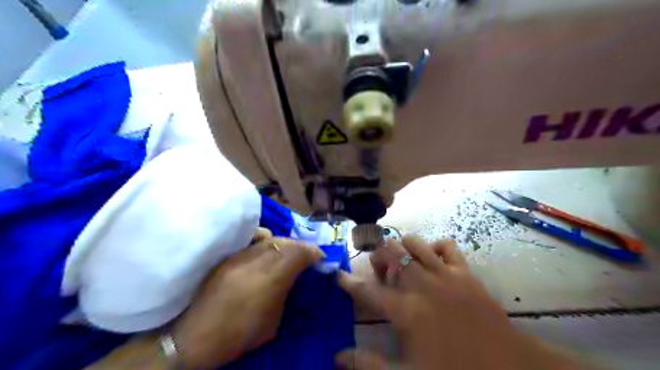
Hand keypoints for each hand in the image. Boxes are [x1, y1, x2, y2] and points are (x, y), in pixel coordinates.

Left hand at [170, 230, 324, 368]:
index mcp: (270, 281)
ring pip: (270, 239)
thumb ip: (286, 294)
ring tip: (290, 251)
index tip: (319, 257)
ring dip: (285, 243)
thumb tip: (296, 278)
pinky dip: (266, 240)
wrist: (194, 337)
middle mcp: (256, 263)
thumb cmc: (238, 335)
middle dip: (301, 246)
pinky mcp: (228, 257)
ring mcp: (239, 257)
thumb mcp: (272, 322)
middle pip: (286, 243)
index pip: (298, 254)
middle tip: (307, 254)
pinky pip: (253, 240)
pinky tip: (268, 247)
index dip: (313, 252)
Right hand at [335, 237, 581, 368]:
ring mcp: (445, 274)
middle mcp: (421, 284)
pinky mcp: (465, 272)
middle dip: (378, 257)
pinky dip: (435, 247)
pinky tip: (432, 259)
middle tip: (378, 270)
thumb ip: (369, 365)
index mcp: (405, 310)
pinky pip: (447, 246)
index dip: (349, 283)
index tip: (338, 275)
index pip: (367, 291)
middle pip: (391, 255)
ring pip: (414, 243)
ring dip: (402, 248)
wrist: (509, 368)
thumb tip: (337, 357)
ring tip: (401, 261)